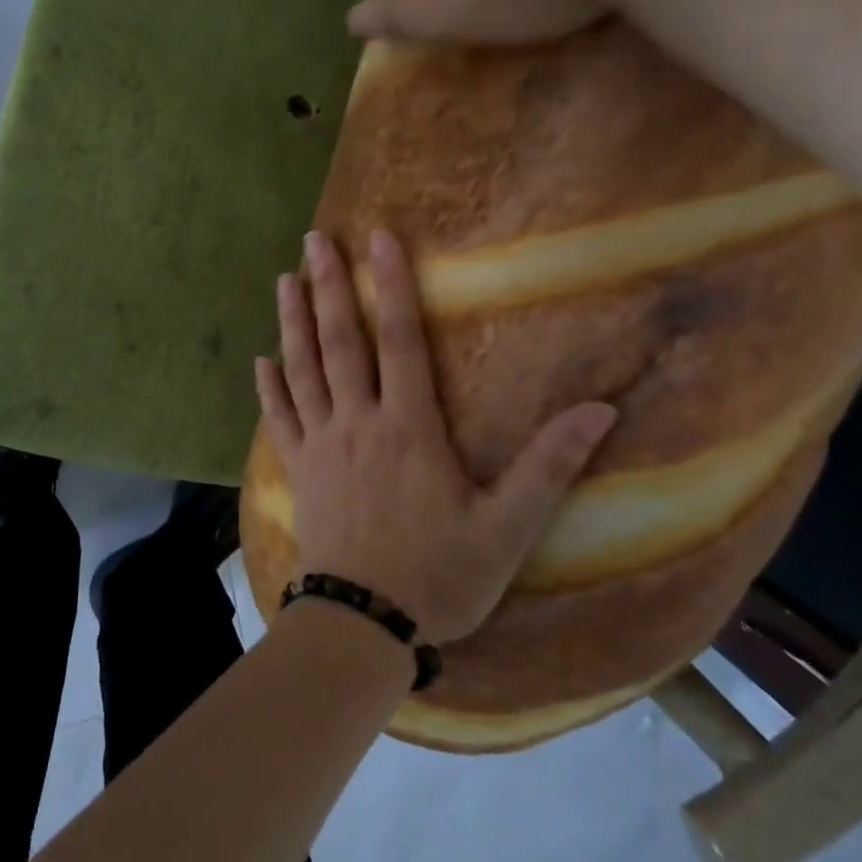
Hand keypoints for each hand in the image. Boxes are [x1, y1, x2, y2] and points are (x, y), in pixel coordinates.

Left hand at [254, 229, 615, 644]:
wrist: (363, 624)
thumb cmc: (438, 577)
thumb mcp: (507, 528)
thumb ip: (549, 466)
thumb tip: (600, 410)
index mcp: (409, 428)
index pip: (400, 340)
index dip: (391, 285)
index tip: (379, 238)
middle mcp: (358, 423)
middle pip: (341, 342)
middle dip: (329, 286)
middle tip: (315, 238)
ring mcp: (321, 445)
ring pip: (303, 370)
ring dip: (293, 322)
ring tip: (284, 279)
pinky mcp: (299, 471)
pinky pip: (279, 420)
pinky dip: (269, 388)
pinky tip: (260, 361)